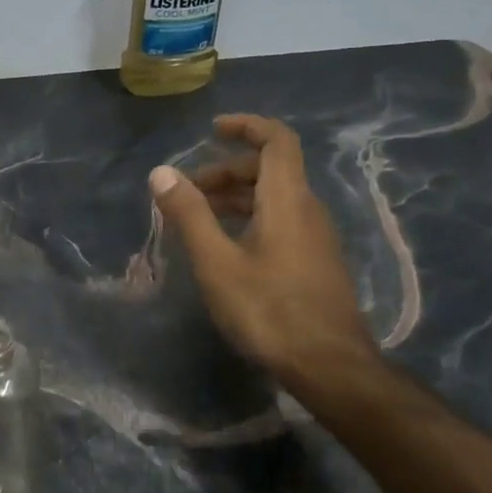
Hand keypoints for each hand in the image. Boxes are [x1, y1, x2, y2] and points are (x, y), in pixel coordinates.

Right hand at [149, 114, 378, 383]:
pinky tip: (226, 247)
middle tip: (188, 190)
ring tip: (198, 217)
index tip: (213, 129)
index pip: (277, 140)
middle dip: (227, 169)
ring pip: (274, 197)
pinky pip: (281, 220)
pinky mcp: (315, 261)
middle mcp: (307, 209)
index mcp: (287, 199)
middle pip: (270, 169)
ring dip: (236, 196)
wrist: (330, 367)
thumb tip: (161, 172)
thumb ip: (189, 214)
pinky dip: (250, 217)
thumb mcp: (217, 262)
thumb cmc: (269, 310)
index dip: (247, 126)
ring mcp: (315, 237)